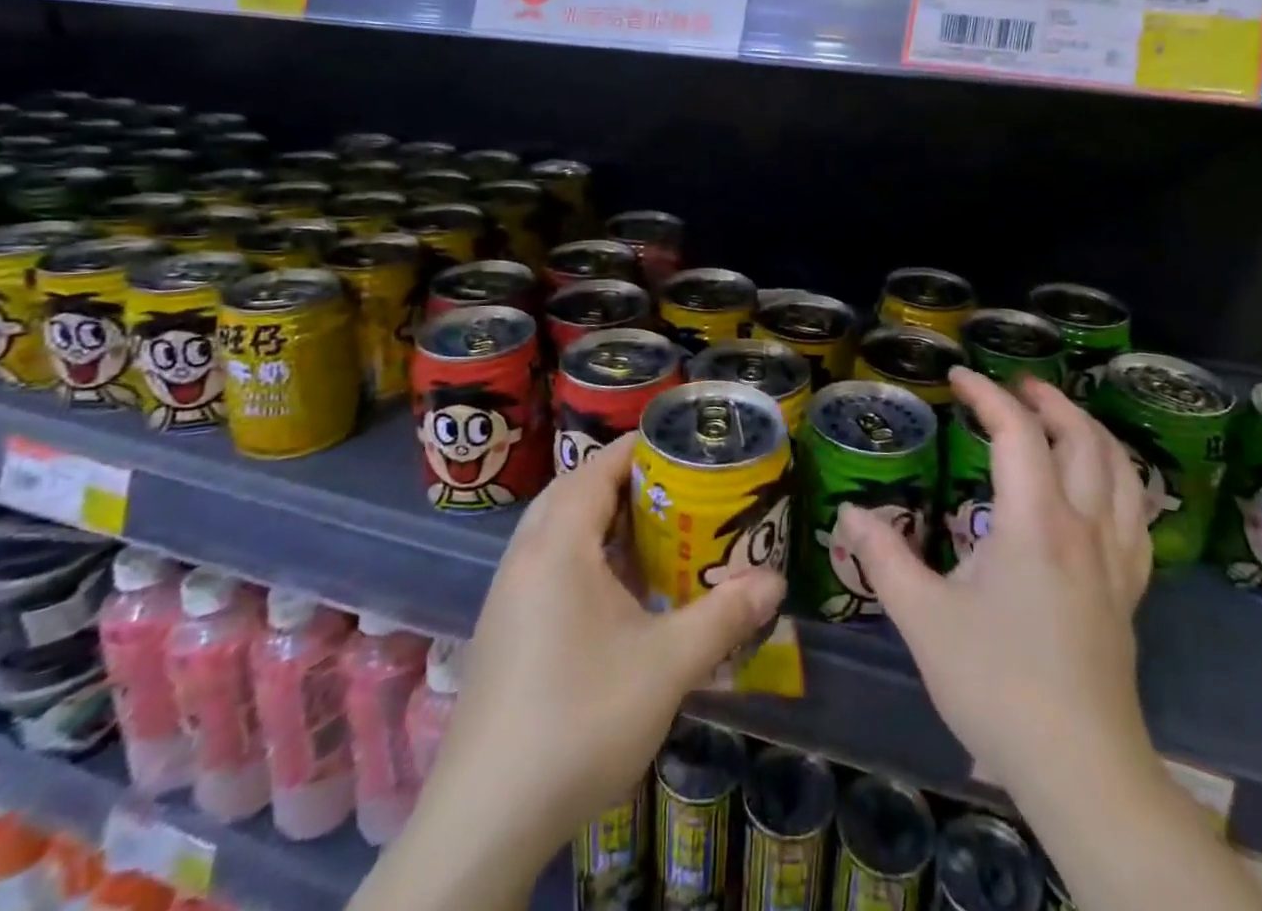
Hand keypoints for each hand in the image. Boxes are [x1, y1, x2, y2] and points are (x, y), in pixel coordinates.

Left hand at [423, 440, 785, 866]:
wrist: (486, 818)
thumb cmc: (579, 719)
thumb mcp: (666, 665)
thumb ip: (724, 617)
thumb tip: (774, 582)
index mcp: (557, 545)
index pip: (597, 468)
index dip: (638, 448)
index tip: (681, 444)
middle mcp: (525, 557)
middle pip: (574, 492)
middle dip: (623, 481)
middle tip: (675, 486)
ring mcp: (508, 596)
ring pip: (557, 531)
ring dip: (602, 520)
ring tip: (653, 530)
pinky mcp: (504, 631)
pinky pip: (548, 565)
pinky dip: (585, 556)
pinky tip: (618, 591)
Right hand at [838, 369, 1154, 793]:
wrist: (1079, 768)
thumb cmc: (996, 685)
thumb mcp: (923, 618)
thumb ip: (883, 558)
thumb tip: (849, 512)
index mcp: (1035, 522)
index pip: (1017, 433)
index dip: (987, 394)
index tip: (958, 376)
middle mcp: (1084, 526)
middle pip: (1082, 438)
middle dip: (1048, 400)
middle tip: (1015, 385)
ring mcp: (1115, 559)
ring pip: (1120, 471)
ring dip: (1090, 431)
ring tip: (1061, 418)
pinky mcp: (1130, 591)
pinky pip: (1136, 514)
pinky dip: (1120, 479)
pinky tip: (1103, 486)